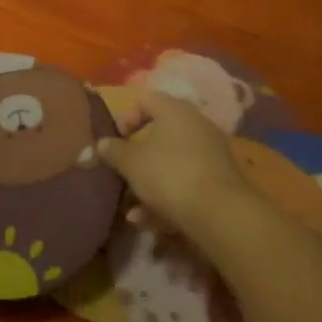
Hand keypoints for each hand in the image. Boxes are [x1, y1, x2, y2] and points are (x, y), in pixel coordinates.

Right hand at [96, 88, 252, 236]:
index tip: (116, 140)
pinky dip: (167, 198)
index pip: (145, 99)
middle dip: (138, 154)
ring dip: (150, 182)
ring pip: (172, 162)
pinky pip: (186, 183)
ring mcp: (211, 154)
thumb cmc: (168, 174)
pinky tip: (148, 222)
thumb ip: (113, 151)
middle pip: (160, 132)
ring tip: (132, 208)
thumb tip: (101, 144)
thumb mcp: (131, 163)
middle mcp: (196, 125)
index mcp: (174, 110)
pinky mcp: (220, 182)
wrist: (220, 214)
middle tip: (123, 170)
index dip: (126, 117)